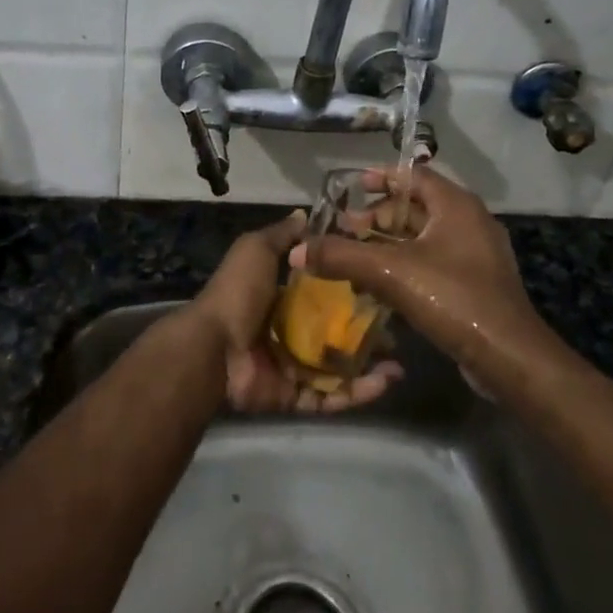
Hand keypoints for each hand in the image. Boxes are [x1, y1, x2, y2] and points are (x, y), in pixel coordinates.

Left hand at [192, 214, 401, 413]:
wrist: (213, 347)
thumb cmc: (238, 293)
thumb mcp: (256, 249)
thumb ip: (282, 236)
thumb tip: (305, 214)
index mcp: (280, 297)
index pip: (324, 293)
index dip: (351, 290)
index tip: (383, 285)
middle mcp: (288, 332)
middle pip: (335, 333)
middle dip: (367, 333)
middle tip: (398, 331)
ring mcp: (291, 366)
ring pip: (339, 368)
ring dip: (370, 367)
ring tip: (399, 364)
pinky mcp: (294, 396)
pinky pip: (330, 397)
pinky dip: (356, 393)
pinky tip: (384, 383)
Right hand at [291, 167, 551, 372]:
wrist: (509, 357)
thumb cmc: (453, 299)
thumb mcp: (390, 272)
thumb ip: (342, 256)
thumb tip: (298, 250)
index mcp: (456, 205)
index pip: (413, 175)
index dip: (381, 177)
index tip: (352, 188)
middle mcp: (469, 222)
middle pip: (416, 207)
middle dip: (378, 217)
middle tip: (347, 230)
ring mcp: (475, 255)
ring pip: (423, 238)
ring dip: (388, 244)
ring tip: (355, 258)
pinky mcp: (475, 284)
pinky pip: (432, 262)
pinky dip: (405, 266)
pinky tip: (379, 287)